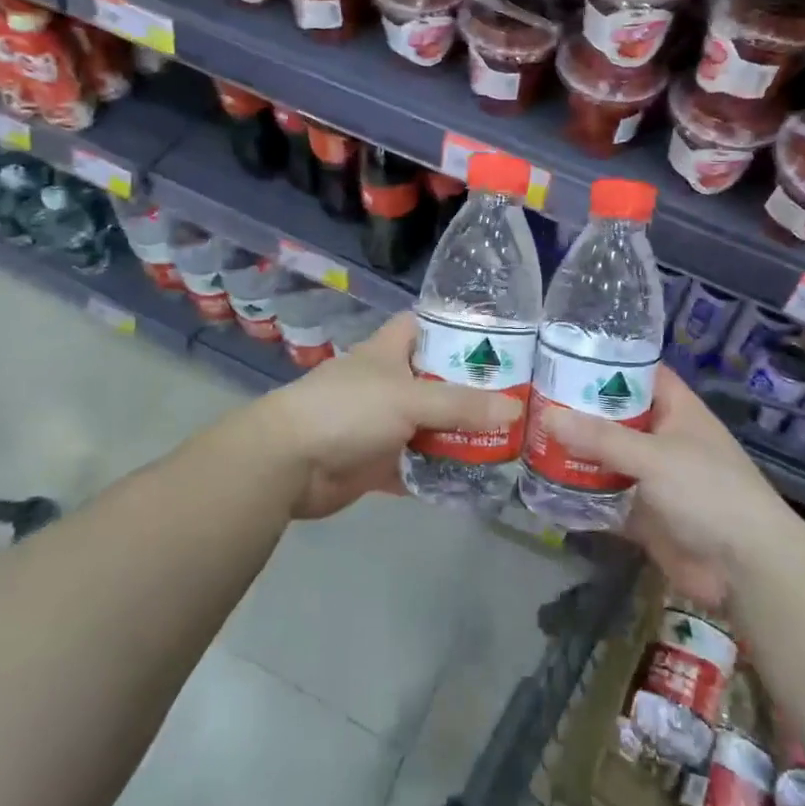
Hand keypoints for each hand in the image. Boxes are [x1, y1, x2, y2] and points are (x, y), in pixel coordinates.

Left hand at [258, 312, 522, 518]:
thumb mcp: (409, 399)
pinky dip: (437, 472)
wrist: (288, 463)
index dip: (455, 328)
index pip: (424, 326)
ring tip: (505, 441)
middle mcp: (386, 384)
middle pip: (434, 380)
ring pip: (428, 425)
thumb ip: (461, 405)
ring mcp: (380, 424)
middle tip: (516, 399)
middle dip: (470, 390)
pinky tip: (472, 479)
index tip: (496, 341)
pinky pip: (414, 465)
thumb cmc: (348, 410)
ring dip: (457, 435)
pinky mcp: (375, 462)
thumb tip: (516, 409)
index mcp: (388, 352)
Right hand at [541, 369, 792, 606]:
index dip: (607, 361)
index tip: (563, 353)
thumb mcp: (654, 456)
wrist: (745, 569)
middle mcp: (663, 437)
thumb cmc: (708, 491)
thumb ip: (601, 438)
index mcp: (676, 410)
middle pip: (615, 416)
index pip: (639, 372)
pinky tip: (542, 486)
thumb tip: (547, 417)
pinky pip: (605, 497)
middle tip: (530, 397)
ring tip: (527, 437)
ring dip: (575, 452)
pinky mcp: (643, 513)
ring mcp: (652, 477)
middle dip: (579, 410)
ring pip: (606, 457)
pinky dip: (579, 494)